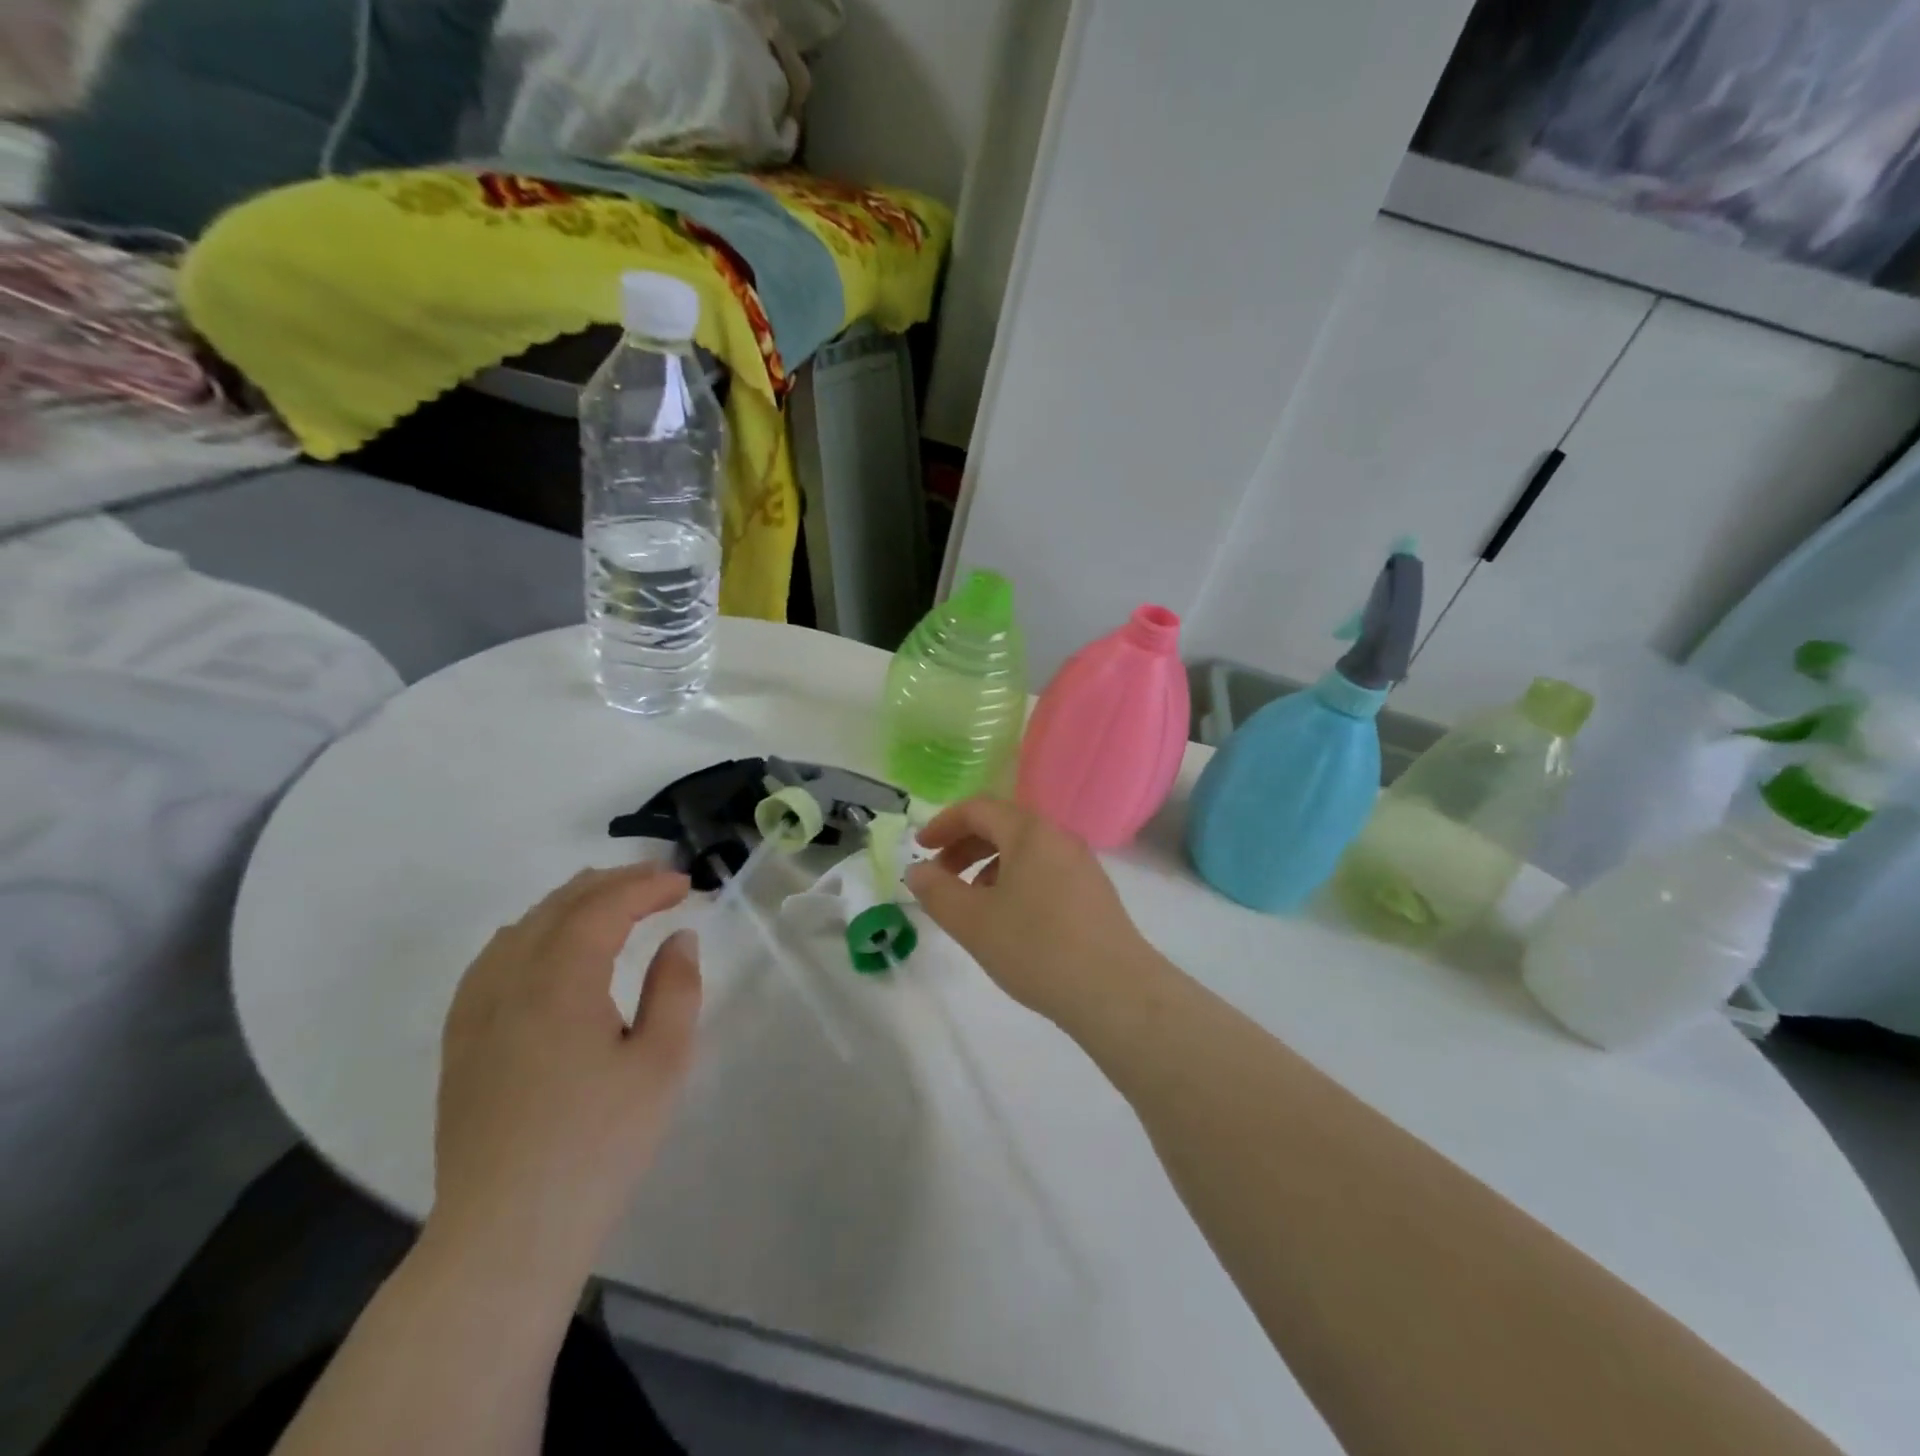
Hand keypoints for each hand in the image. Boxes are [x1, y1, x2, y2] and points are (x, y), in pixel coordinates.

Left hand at [427, 865, 701, 1295]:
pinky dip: (529, 933)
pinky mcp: (460, 1043)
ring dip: (569, 903)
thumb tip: (678, 939)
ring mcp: (475, 1013)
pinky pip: (492, 961)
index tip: (685, 884)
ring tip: (609, 901)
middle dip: (611, 884)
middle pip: (558, 907)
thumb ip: (675, 988)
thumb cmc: (598, 1146)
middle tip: (657, 881)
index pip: (603, 907)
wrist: (507, 1235)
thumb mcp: (661, 1063)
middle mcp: (508, 982)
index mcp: (559, 982)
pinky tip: (544, 947)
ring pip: (521, 928)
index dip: (646, 886)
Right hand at [905, 798, 1156, 1025]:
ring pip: (1024, 850)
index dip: (943, 824)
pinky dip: (1015, 881)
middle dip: (964, 846)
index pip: (978, 808)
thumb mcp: (973, 921)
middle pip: (1003, 826)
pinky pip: (1044, 870)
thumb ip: (937, 891)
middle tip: (940, 877)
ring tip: (971, 903)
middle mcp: (1059, 837)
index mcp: (1030, 832)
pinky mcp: (1094, 892)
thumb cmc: (1036, 948)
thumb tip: (917, 871)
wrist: (1116, 991)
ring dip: (989, 866)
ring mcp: (1082, 864)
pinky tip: (1008, 919)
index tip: (920, 848)